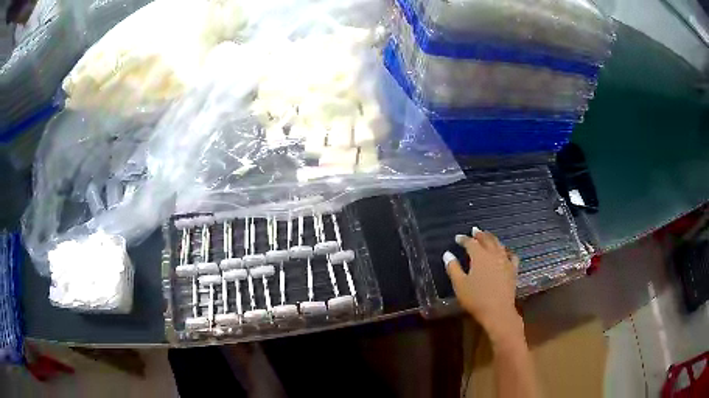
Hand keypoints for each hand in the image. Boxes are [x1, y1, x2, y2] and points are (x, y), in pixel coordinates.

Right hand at [443, 227, 522, 341]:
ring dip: (492, 238)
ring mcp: (505, 261)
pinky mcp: (513, 270)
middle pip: (487, 240)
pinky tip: (505, 252)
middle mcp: (494, 254)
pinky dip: (507, 251)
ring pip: (499, 245)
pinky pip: (511, 255)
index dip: (463, 239)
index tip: (457, 238)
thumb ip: (453, 268)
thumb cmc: (476, 299)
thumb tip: (447, 254)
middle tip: (474, 230)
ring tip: (488, 236)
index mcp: (479, 256)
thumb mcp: (460, 284)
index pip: (470, 243)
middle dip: (480, 234)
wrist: (498, 311)